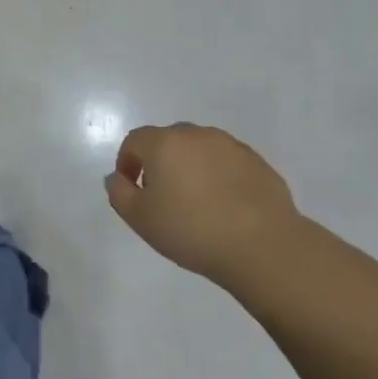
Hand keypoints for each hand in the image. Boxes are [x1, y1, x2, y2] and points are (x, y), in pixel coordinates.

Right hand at [105, 123, 300, 284]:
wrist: (260, 243)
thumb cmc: (191, 230)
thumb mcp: (140, 218)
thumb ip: (119, 193)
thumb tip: (117, 177)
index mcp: (165, 143)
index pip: (135, 140)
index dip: (127, 162)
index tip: (131, 189)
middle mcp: (197, 135)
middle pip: (168, 140)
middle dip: (159, 162)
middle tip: (162, 196)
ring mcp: (230, 145)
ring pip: (200, 149)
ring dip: (190, 167)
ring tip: (195, 202)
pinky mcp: (256, 161)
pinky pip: (226, 162)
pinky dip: (218, 176)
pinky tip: (223, 206)